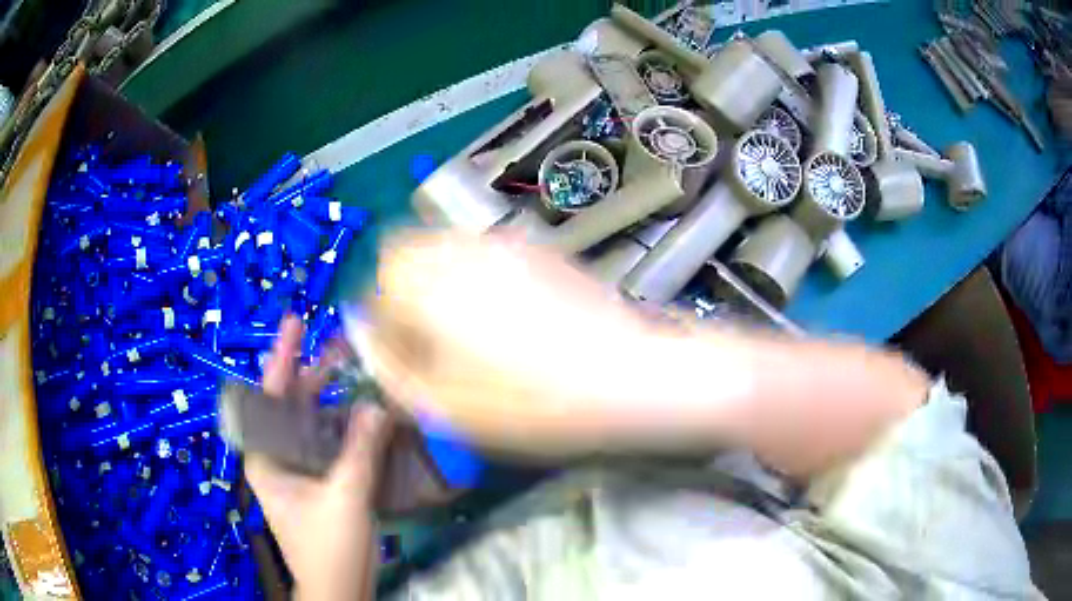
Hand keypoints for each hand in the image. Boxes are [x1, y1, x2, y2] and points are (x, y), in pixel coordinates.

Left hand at [244, 315, 391, 600]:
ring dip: (338, 401)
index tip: (295, 323)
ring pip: (316, 425)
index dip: (281, 357)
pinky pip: (333, 445)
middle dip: (315, 374)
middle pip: (293, 406)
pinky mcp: (322, 483)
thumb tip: (377, 404)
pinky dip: (351, 428)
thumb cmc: (329, 548)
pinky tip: (372, 417)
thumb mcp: (345, 497)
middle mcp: (280, 457)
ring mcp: (301, 471)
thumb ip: (360, 450)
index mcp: (267, 457)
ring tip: (363, 374)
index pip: (268, 396)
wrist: (338, 591)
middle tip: (344, 345)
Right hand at [359, 232, 925, 476]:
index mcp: (437, 283)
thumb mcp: (454, 407)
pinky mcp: (540, 251)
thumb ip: (396, 367)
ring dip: (437, 282)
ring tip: (466, 333)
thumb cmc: (544, 404)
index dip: (381, 310)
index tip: (402, 347)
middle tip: (428, 341)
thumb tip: (364, 335)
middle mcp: (467, 249)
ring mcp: (507, 244)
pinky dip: (472, 278)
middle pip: (408, 249)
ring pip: (445, 247)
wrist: (641, 376)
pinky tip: (505, 319)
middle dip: (403, 290)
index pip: (380, 270)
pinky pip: (483, 253)